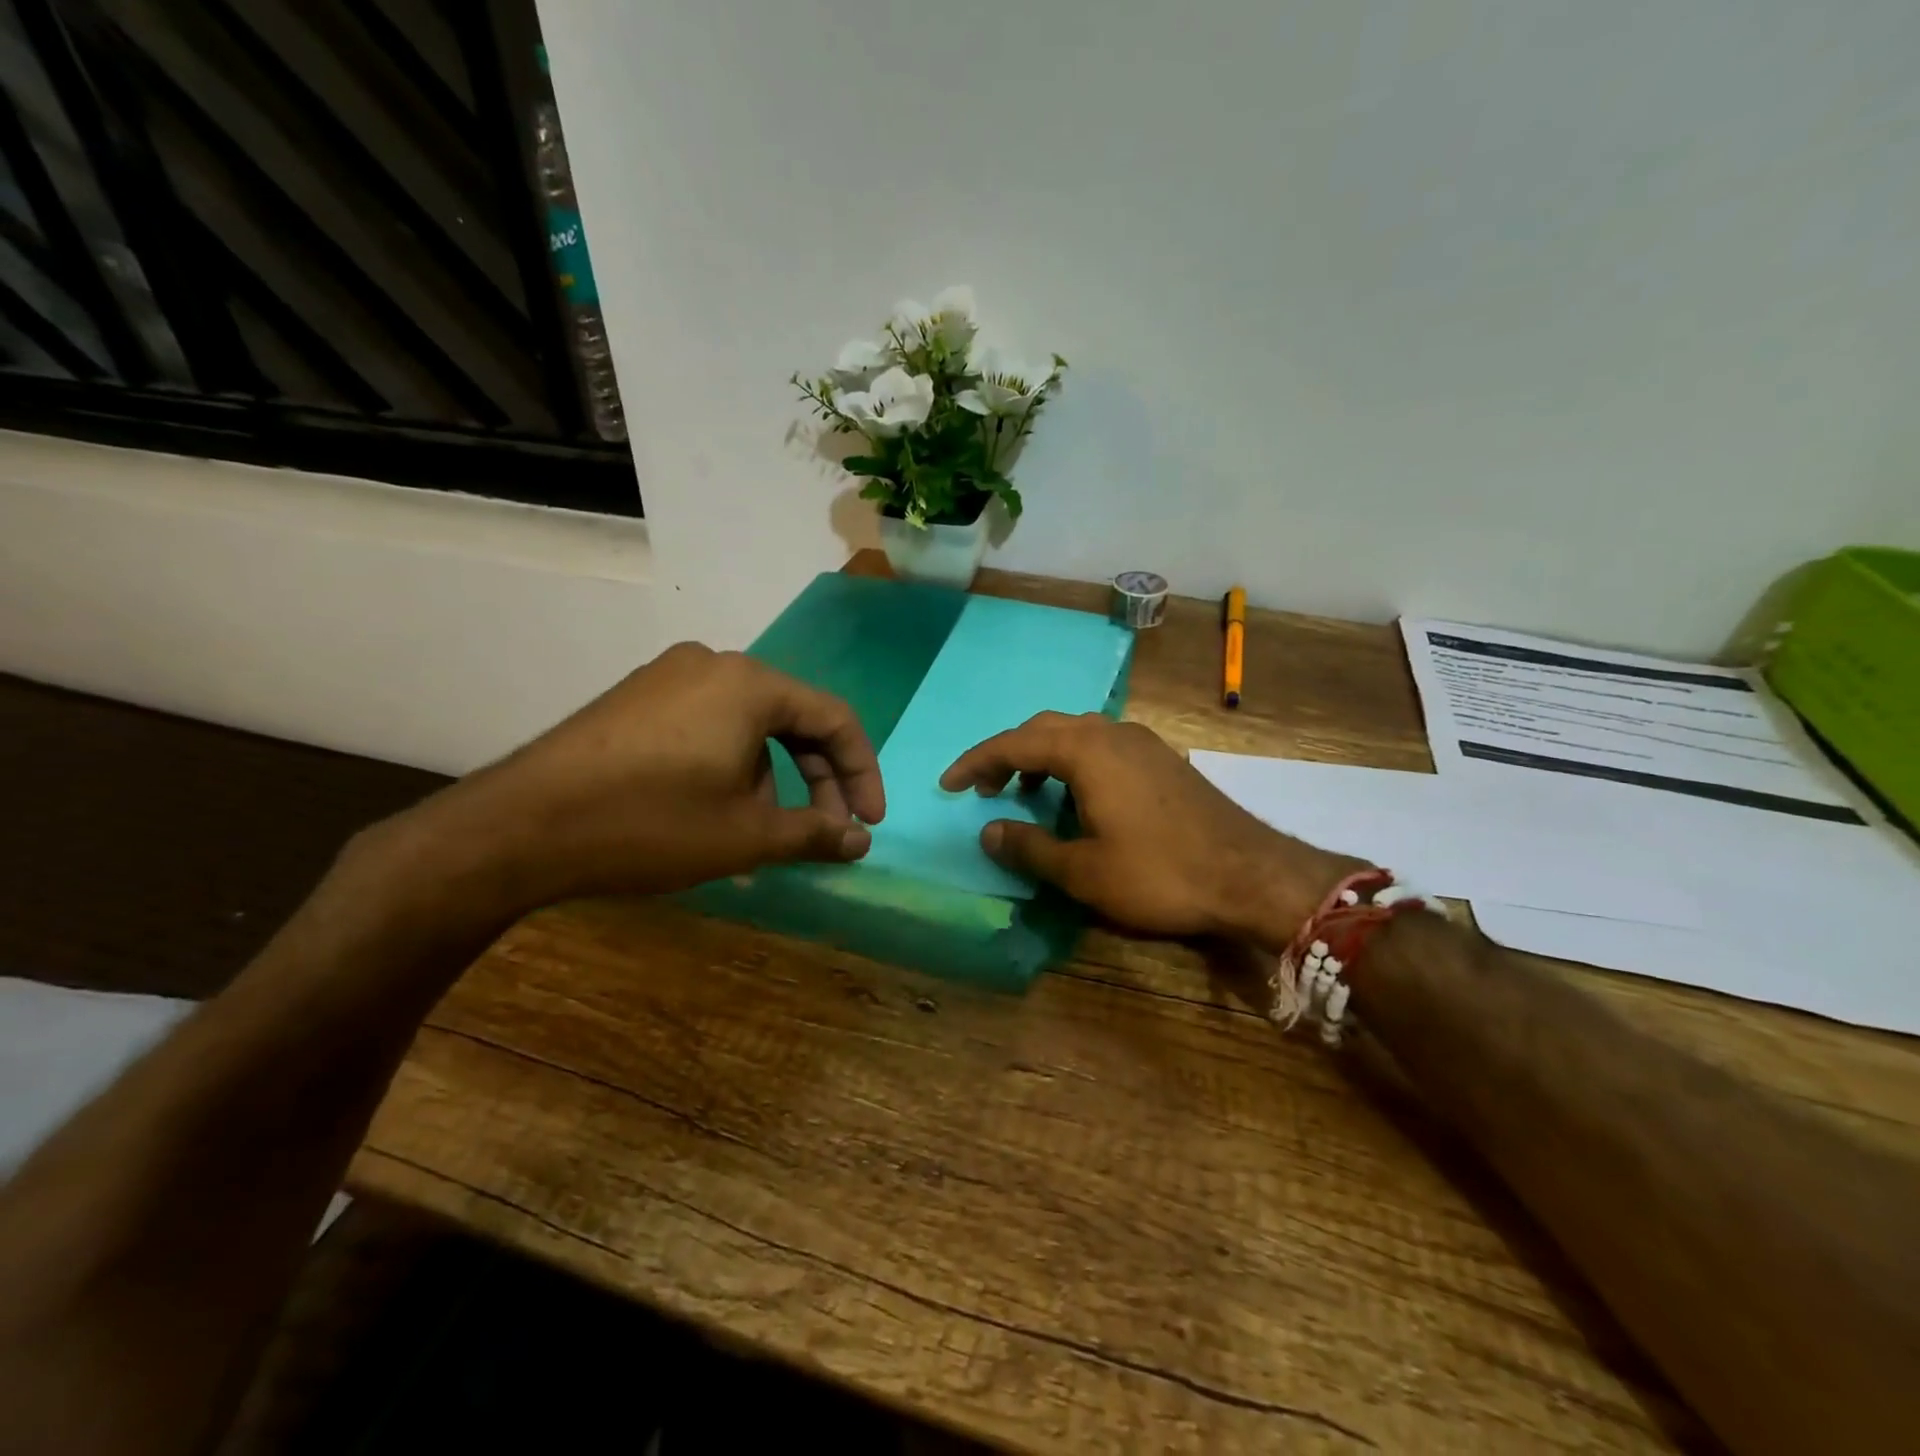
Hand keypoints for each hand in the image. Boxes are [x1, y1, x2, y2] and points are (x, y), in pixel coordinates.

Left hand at [384, 643, 884, 915]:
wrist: (519, 827)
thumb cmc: (650, 823)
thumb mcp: (746, 836)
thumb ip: (815, 833)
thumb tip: (860, 841)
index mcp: (751, 684)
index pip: (835, 718)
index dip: (861, 773)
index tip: (868, 822)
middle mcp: (714, 664)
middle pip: (792, 719)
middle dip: (817, 780)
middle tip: (825, 831)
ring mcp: (668, 678)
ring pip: (749, 727)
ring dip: (772, 780)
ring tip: (764, 837)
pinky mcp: (636, 700)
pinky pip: (708, 728)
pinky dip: (731, 769)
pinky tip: (718, 815)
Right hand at [941, 712, 1353, 943]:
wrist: (1250, 873)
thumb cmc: (1160, 873)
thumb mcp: (1084, 870)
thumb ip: (1029, 847)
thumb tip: (988, 831)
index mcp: (1086, 751)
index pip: (1014, 744)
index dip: (976, 763)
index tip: (948, 785)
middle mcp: (1111, 733)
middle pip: (1044, 730)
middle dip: (1007, 755)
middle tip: (983, 788)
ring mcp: (1142, 742)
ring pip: (1076, 734)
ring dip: (1042, 757)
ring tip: (1025, 793)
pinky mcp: (1162, 759)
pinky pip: (1102, 746)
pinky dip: (1074, 763)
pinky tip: (1077, 797)